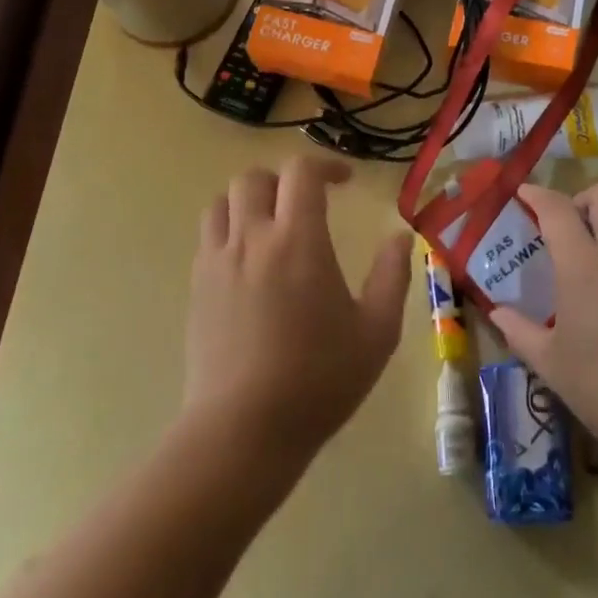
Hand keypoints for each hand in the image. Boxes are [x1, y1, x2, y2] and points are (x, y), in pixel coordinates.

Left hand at [185, 157, 410, 468]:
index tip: (344, 182)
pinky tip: (249, 264)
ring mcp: (217, 262)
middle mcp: (252, 239)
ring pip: (222, 202)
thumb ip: (392, 276)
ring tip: (272, 224)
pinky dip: (230, 231)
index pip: (300, 172)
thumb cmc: (318, 380)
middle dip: (283, 179)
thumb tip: (400, 237)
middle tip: (307, 202)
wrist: (242, 431)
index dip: (325, 165)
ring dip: (250, 200)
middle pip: (254, 177)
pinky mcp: (196, 288)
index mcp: (298, 240)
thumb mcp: (377, 332)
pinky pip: (208, 238)